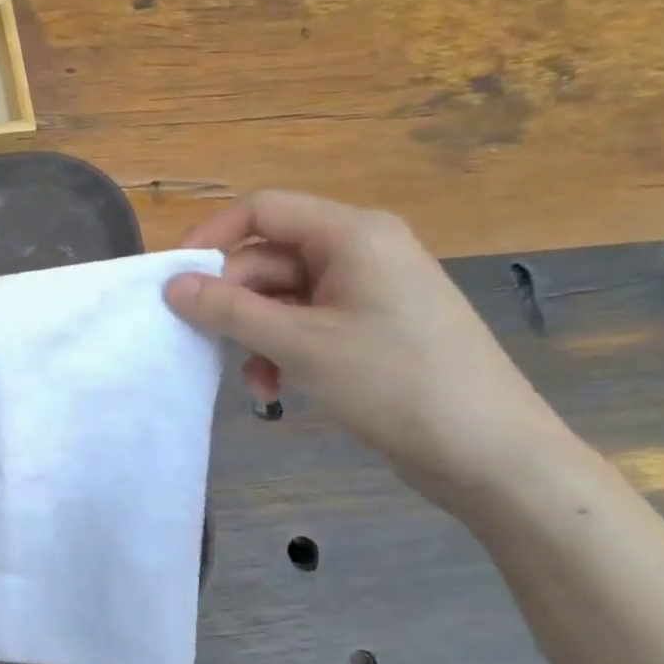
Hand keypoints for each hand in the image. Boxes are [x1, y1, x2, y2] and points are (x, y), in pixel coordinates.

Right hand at [164, 191, 571, 509]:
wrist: (491, 453)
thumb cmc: (396, 383)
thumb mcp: (301, 344)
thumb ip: (230, 310)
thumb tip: (172, 285)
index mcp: (352, 234)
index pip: (263, 210)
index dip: (212, 238)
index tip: (175, 280)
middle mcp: (361, 250)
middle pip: (270, 257)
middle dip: (236, 302)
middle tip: (208, 343)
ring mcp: (369, 290)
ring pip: (285, 296)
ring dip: (257, 335)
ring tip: (254, 383)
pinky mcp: (373, 327)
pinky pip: (308, 322)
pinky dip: (283, 350)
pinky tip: (277, 388)